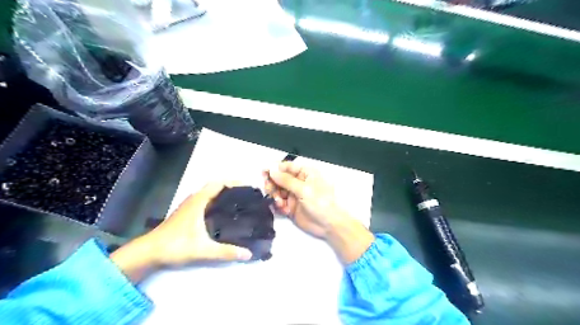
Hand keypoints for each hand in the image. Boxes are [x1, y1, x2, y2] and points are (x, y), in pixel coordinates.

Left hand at [111, 183, 251, 280]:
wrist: (149, 252)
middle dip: (232, 189)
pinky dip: (217, 202)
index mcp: (199, 201)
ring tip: (239, 203)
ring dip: (224, 195)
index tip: (249, 188)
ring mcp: (189, 205)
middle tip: (247, 197)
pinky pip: (206, 201)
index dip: (235, 183)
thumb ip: (226, 252)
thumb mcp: (203, 250)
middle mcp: (195, 199)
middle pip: (216, 187)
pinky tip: (223, 214)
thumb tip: (248, 254)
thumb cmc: (175, 246)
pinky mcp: (187, 213)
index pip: (219, 184)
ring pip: (210, 194)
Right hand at [264, 161, 373, 264]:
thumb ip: (286, 180)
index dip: (275, 169)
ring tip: (279, 203)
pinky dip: (278, 206)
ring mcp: (294, 195)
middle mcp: (298, 182)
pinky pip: (279, 203)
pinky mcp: (290, 207)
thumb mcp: (304, 190)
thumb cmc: (320, 203)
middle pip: (279, 178)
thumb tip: (271, 169)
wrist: (329, 225)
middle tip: (269, 190)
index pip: (287, 167)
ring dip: (275, 196)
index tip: (263, 173)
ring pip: (277, 191)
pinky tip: (282, 209)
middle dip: (272, 184)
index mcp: (305, 173)